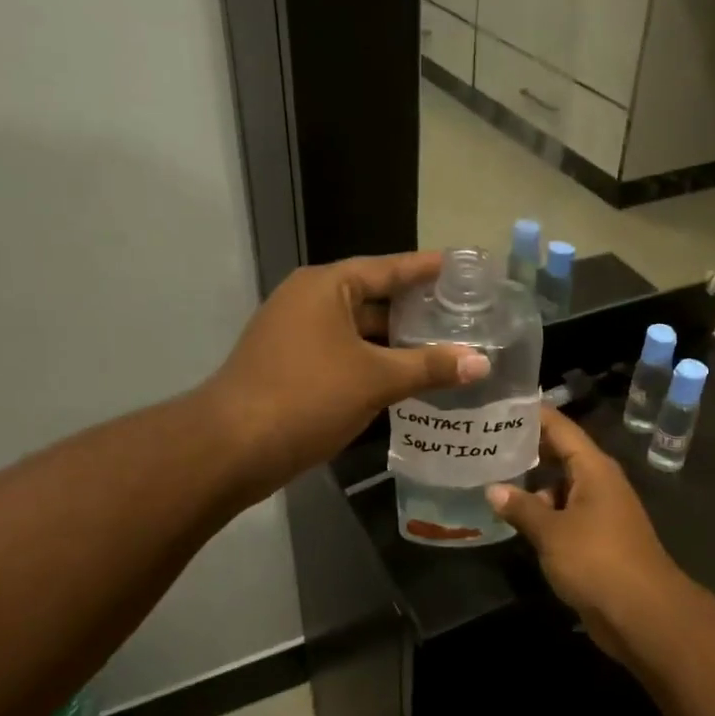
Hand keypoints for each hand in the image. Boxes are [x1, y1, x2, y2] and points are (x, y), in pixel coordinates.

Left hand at [205, 252, 488, 500]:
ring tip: (444, 347)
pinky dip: (374, 362)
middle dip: (415, 309)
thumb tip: (482, 362)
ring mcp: (295, 335)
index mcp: (326, 287)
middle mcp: (308, 301)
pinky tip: (405, 378)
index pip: (388, 268)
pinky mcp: (291, 367)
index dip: (426, 269)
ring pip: (358, 331)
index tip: (461, 268)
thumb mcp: (375, 379)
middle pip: (373, 297)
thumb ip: (429, 367)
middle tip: (462, 314)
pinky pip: (344, 354)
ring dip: (396, 341)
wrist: (232, 447)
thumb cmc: (307, 396)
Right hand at [487, 407, 684, 662]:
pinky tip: (510, 516)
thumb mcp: (552, 532)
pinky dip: (540, 512)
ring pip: (559, 486)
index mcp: (594, 468)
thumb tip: (493, 488)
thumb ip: (521, 508)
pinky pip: (563, 514)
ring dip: (530, 485)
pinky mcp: (595, 538)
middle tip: (483, 439)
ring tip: (487, 475)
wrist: (643, 613)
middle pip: (559, 454)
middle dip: (524, 448)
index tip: (498, 403)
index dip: (531, 413)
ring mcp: (598, 511)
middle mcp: (598, 482)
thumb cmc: (598, 561)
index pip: (559, 427)